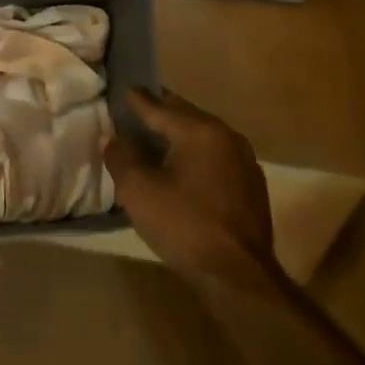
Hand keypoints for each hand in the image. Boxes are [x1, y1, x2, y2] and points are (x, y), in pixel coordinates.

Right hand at [105, 88, 281, 290]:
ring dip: (177, 136)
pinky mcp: (251, 187)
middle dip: (158, 114)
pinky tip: (178, 170)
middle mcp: (227, 137)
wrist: (237, 276)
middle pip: (184, 116)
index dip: (135, 99)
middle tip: (133, 113)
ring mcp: (244, 162)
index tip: (121, 88)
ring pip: (201, 138)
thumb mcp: (137, 190)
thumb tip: (113, 138)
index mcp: (200, 131)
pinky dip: (193, 156)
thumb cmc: (183, 225)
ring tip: (152, 140)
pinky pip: (214, 158)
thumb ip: (121, 157)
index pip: (159, 106)